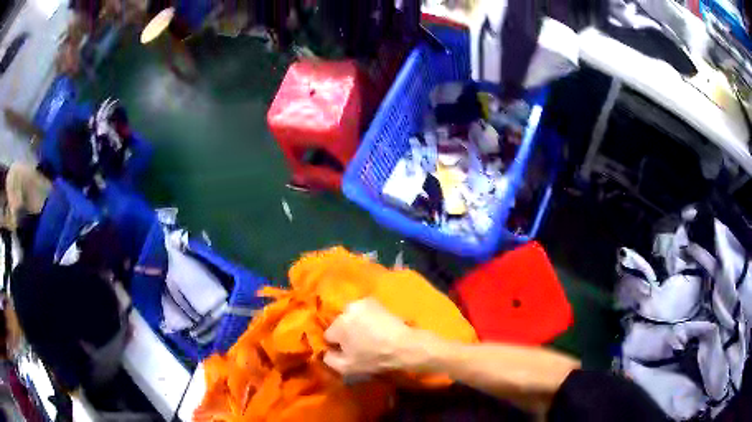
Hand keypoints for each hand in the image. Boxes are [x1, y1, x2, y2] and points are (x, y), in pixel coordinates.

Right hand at [323, 298, 416, 375]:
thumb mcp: (347, 367)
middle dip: (345, 332)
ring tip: (369, 335)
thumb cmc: (374, 358)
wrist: (404, 346)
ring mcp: (361, 303)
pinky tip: (375, 326)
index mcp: (338, 325)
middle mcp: (346, 309)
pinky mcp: (373, 301)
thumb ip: (329, 360)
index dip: (337, 345)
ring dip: (355, 323)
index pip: (328, 336)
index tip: (348, 351)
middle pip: (339, 324)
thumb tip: (324, 352)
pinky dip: (365, 317)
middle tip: (359, 344)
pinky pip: (362, 310)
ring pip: (350, 316)